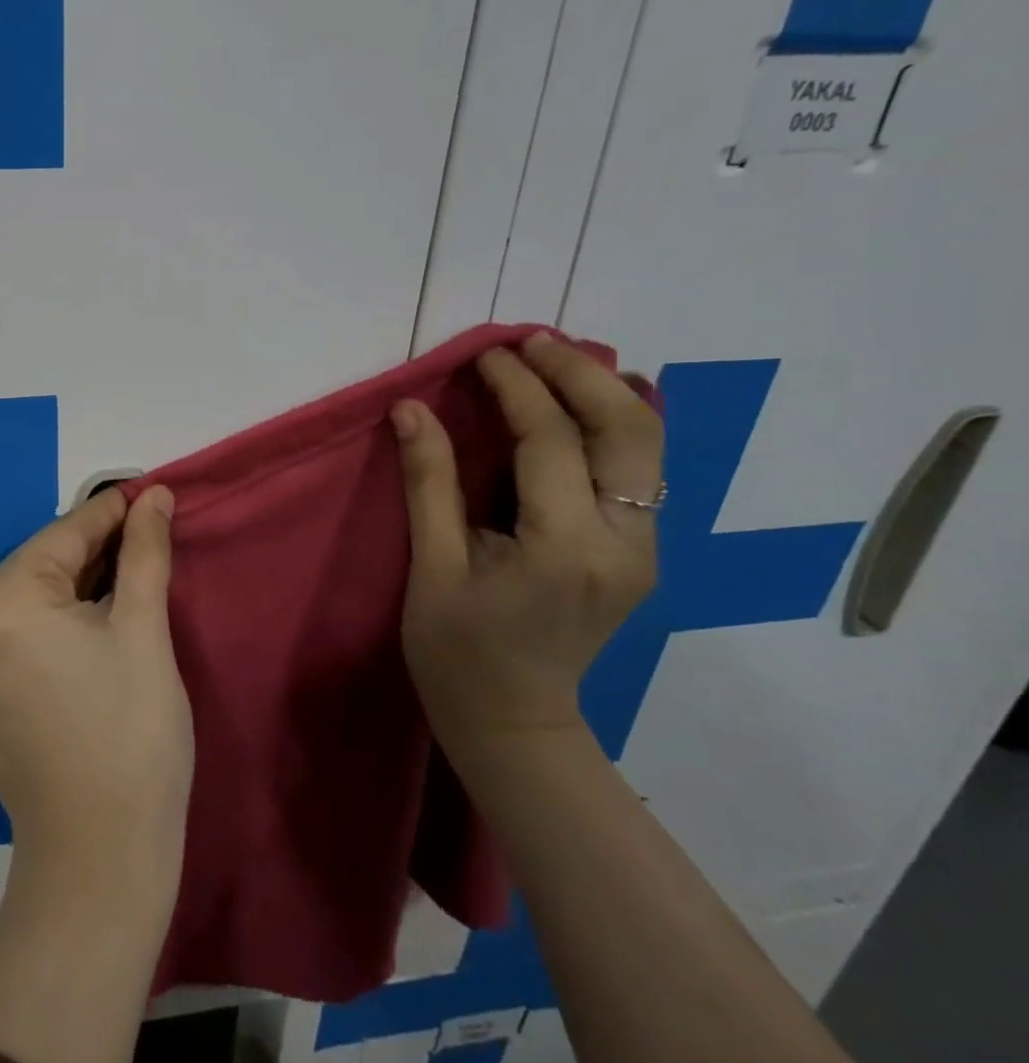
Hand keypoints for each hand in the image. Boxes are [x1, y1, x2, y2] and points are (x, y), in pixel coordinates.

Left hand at [0, 485, 191, 895]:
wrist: (97, 854)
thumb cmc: (131, 735)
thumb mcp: (144, 632)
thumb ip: (144, 553)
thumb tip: (156, 496)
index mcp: (0, 603)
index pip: (64, 536)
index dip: (111, 513)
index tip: (148, 492)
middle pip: (39, 564)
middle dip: (92, 550)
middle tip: (146, 533)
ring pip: (24, 594)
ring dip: (72, 582)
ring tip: (127, 569)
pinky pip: (10, 628)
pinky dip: (48, 615)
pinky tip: (89, 612)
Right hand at [392, 332, 663, 750]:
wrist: (514, 720)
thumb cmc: (457, 649)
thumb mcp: (432, 567)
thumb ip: (428, 483)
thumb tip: (411, 409)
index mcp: (564, 550)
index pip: (550, 443)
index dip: (516, 389)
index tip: (483, 355)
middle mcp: (626, 545)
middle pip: (630, 431)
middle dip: (580, 373)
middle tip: (530, 342)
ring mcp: (647, 550)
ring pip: (650, 446)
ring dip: (605, 393)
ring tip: (554, 359)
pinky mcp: (643, 553)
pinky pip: (640, 471)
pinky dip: (613, 425)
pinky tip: (579, 406)